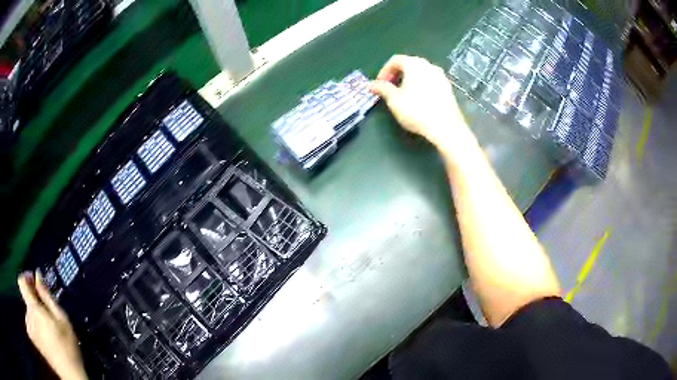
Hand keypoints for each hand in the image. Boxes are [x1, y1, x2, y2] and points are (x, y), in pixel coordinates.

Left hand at [18, 271, 86, 379]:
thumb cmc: (68, 348)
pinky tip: (44, 337)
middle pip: (26, 300)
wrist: (70, 375)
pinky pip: (29, 323)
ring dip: (35, 315)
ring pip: (28, 313)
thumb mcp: (62, 320)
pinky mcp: (32, 338)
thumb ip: (47, 296)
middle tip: (47, 314)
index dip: (26, 278)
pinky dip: (35, 326)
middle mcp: (28, 317)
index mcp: (34, 310)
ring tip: (47, 329)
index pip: (21, 282)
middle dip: (34, 303)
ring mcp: (29, 328)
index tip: (34, 282)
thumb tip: (37, 275)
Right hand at [370, 55, 476, 155]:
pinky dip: (421, 86)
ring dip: (410, 80)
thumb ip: (382, 88)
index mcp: (414, 64)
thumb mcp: (394, 100)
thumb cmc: (416, 111)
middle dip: (397, 75)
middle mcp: (429, 65)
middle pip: (409, 64)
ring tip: (403, 95)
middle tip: (390, 88)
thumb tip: (371, 84)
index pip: (395, 60)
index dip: (384, 71)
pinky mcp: (448, 89)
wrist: (446, 127)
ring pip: (421, 73)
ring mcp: (441, 76)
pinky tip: (419, 101)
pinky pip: (431, 82)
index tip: (379, 84)